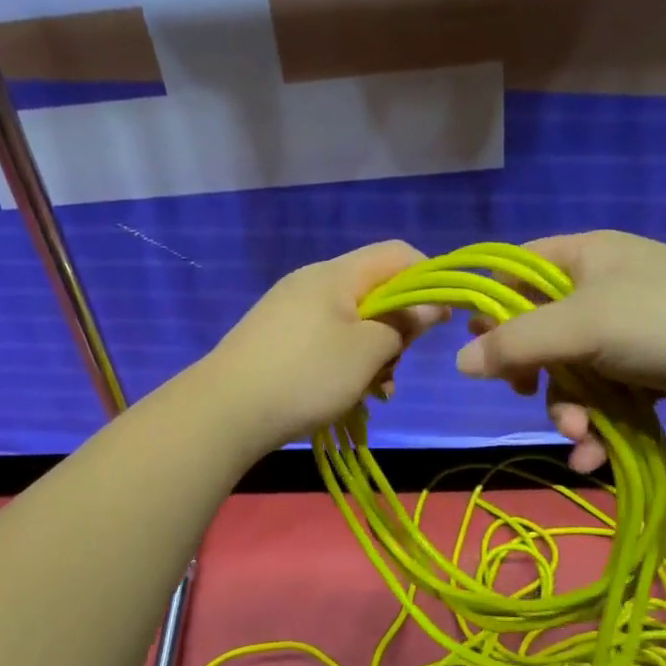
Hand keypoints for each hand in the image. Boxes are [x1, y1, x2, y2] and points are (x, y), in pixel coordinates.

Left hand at [200, 240, 445, 452]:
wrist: (224, 411)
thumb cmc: (306, 375)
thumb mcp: (367, 351)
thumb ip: (404, 324)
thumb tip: (431, 306)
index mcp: (336, 274)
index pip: (397, 254)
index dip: (428, 279)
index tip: (441, 318)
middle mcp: (312, 282)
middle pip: (375, 290)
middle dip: (396, 328)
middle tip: (394, 367)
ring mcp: (290, 310)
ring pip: (352, 322)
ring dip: (372, 354)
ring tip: (372, 393)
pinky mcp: (277, 338)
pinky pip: (326, 340)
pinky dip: (344, 363)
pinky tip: (345, 396)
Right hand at [454, 231, 665, 471]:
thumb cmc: (664, 321)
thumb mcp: (580, 325)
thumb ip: (516, 342)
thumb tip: (459, 361)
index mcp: (584, 256)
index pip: (517, 270)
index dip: (491, 304)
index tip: (475, 344)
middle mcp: (603, 287)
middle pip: (541, 330)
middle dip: (535, 374)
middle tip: (525, 394)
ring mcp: (628, 331)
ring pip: (572, 373)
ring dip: (568, 410)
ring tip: (580, 437)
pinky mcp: (650, 370)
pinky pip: (606, 396)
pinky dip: (598, 425)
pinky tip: (595, 456)